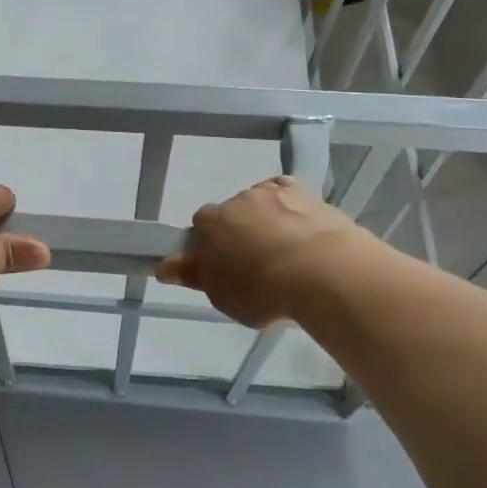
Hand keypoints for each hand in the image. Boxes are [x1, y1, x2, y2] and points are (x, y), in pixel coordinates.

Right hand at [157, 176, 369, 327]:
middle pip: (231, 214)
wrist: (322, 271)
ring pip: (260, 203)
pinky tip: (299, 226)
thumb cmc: (262, 289)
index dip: (210, 248)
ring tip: (286, 252)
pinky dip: (289, 206)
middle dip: (239, 232)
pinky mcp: (304, 192)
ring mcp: (271, 192)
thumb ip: (193, 276)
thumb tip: (163, 267)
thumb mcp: (221, 295)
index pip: (200, 229)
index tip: (223, 268)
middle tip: (255, 265)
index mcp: (210, 223)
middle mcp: (236, 200)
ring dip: (266, 220)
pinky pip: (288, 194)